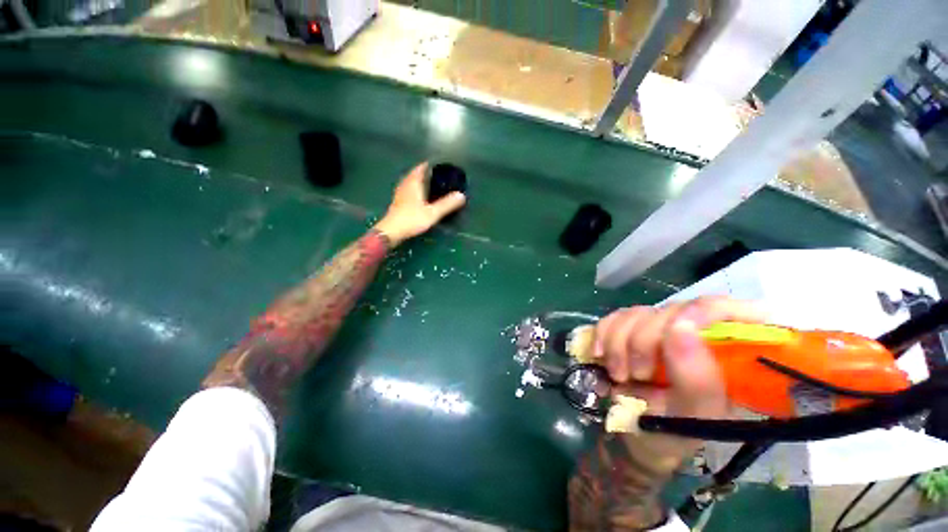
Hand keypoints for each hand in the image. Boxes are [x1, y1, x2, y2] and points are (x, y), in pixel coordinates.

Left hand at [373, 162, 466, 245]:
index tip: (442, 166)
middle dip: (427, 173)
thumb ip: (447, 204)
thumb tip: (461, 195)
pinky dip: (417, 188)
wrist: (391, 231)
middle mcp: (406, 184)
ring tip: (433, 184)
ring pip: (412, 181)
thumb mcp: (432, 213)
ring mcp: (400, 192)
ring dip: (421, 180)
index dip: (432, 165)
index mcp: (414, 182)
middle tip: (440, 176)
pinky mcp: (398, 200)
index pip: (422, 167)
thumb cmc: (412, 219)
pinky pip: (409, 189)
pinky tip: (422, 195)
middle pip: (416, 173)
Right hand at [594, 297, 763, 456]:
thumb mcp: (693, 417)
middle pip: (671, 310)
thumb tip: (681, 327)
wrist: (636, 434)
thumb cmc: (675, 433)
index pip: (727, 309)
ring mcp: (658, 327)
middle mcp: (695, 332)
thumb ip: (697, 379)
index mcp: (728, 353)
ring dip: (618, 343)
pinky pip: (612, 317)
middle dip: (644, 341)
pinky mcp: (629, 327)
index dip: (703, 311)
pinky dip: (603, 336)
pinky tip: (601, 356)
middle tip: (638, 375)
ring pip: (636, 313)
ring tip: (619, 375)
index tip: (676, 332)